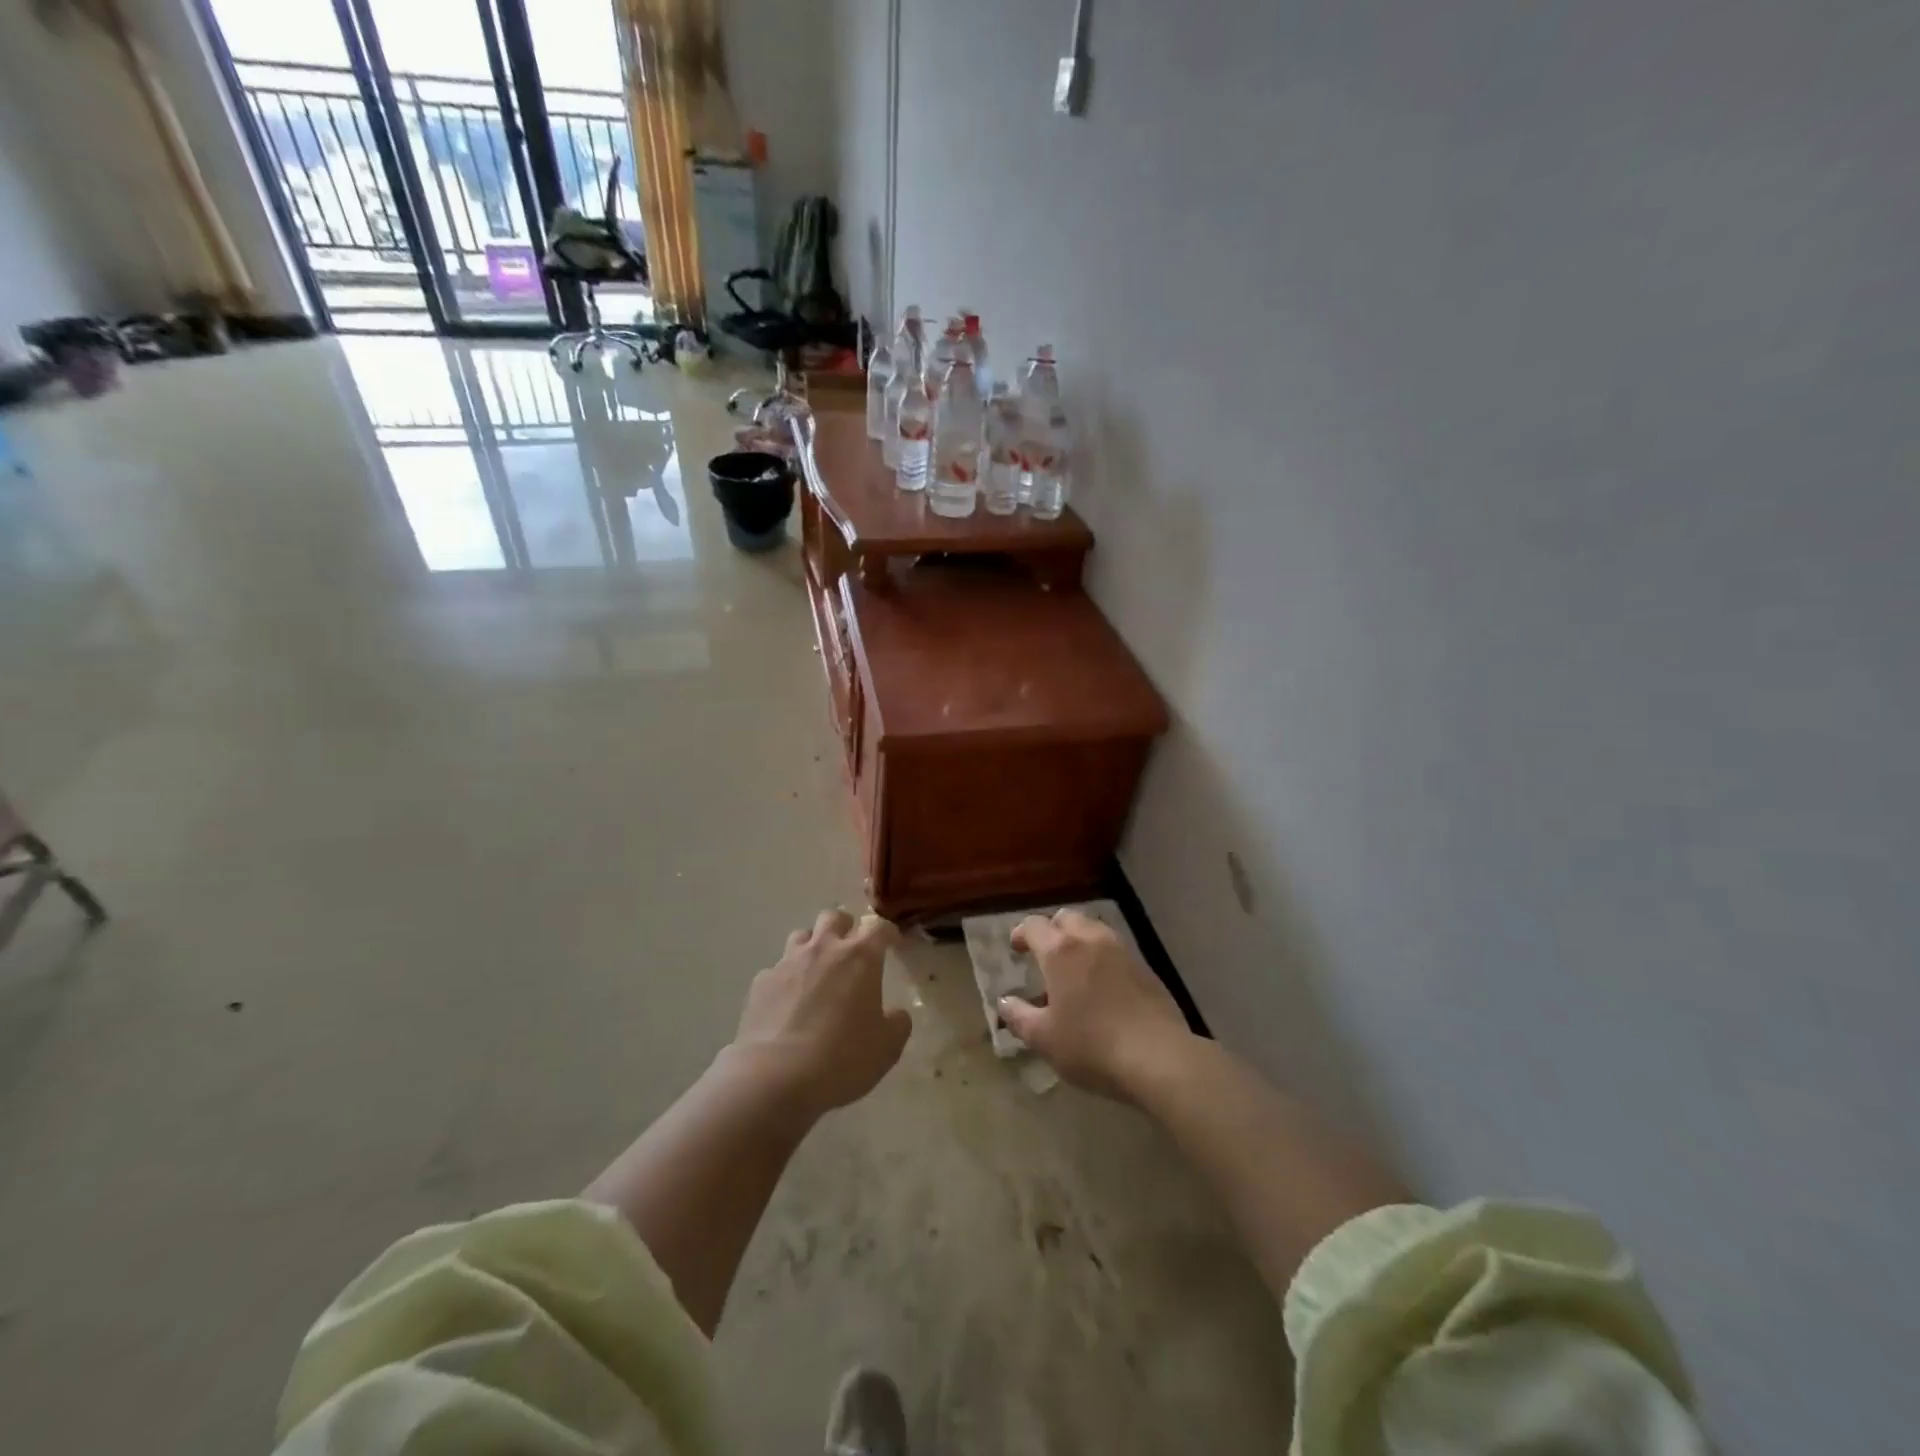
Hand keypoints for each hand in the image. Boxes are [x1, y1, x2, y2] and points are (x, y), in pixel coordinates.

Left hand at [731, 909, 908, 1117]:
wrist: (776, 1076)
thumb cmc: (842, 1057)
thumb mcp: (887, 1047)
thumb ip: (897, 1023)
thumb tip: (895, 1014)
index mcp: (860, 957)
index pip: (878, 927)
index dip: (887, 932)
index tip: (891, 943)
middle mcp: (823, 949)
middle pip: (834, 917)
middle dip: (844, 928)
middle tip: (850, 951)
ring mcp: (788, 962)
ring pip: (801, 936)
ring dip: (812, 947)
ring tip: (816, 972)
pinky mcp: (761, 983)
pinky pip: (776, 970)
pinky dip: (785, 979)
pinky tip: (786, 1004)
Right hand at [1001, 909, 1191, 1099]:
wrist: (1157, 1057)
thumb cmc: (1090, 1045)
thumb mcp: (1043, 1038)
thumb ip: (1019, 1016)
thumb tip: (1004, 1001)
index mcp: (1060, 951)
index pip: (1034, 925)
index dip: (1022, 933)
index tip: (1016, 948)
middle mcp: (1091, 940)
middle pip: (1067, 918)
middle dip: (1052, 930)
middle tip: (1044, 954)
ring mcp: (1122, 951)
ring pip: (1094, 930)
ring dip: (1079, 940)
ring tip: (1073, 968)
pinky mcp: (1145, 968)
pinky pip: (1115, 950)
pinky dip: (1101, 957)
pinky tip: (1101, 985)